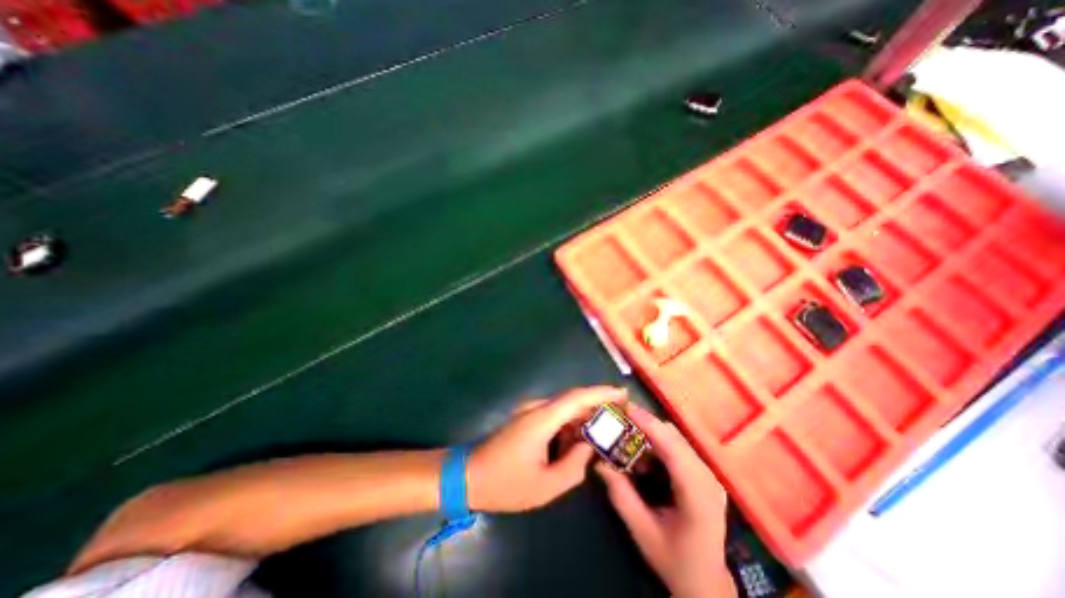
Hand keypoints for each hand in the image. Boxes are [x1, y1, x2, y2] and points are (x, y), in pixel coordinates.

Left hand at [466, 385, 624, 510]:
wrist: (469, 476)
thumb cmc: (506, 483)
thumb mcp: (546, 485)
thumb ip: (575, 465)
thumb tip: (589, 446)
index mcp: (542, 418)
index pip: (577, 397)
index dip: (602, 393)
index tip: (623, 393)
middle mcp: (537, 408)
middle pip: (574, 401)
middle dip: (598, 406)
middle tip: (621, 418)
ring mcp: (530, 412)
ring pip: (565, 409)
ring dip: (584, 418)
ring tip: (605, 432)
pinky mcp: (527, 419)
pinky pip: (555, 417)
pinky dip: (570, 425)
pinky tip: (580, 441)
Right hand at [596, 404, 738, 596]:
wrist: (706, 584)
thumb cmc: (674, 560)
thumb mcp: (642, 531)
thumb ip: (620, 494)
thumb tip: (598, 462)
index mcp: (697, 495)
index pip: (673, 449)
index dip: (649, 425)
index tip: (626, 408)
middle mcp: (708, 479)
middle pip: (674, 437)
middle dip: (645, 425)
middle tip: (618, 421)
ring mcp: (708, 475)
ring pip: (675, 439)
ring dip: (650, 434)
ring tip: (626, 441)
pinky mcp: (703, 475)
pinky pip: (677, 448)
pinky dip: (657, 444)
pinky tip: (642, 458)